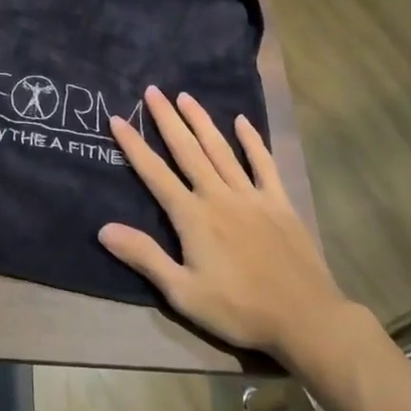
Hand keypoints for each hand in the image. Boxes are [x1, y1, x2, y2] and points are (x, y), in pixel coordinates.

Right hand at [101, 87, 355, 367]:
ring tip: (185, 96)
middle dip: (167, 119)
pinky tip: (242, 122)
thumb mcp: (182, 292)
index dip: (134, 146)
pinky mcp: (279, 203)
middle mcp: (219, 196)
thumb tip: (104, 229)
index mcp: (193, 217)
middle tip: (152, 91)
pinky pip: (264, 164)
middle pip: (188, 150)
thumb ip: (144, 257)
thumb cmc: (238, 309)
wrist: (306, 318)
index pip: (155, 174)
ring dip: (202, 121)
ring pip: (221, 150)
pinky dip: (252, 141)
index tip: (118, 119)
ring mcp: (252, 196)